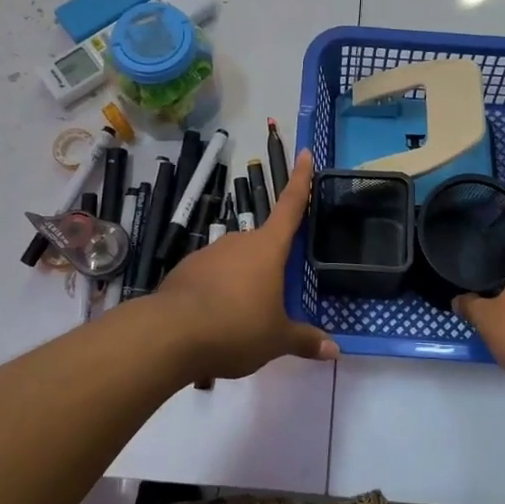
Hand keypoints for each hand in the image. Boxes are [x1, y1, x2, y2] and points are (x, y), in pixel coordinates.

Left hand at [152, 149, 338, 379]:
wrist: (170, 334)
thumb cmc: (236, 327)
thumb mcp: (276, 340)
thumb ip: (304, 340)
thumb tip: (335, 351)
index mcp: (268, 248)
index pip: (291, 206)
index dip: (301, 180)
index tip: (306, 152)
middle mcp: (239, 241)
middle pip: (263, 244)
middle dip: (270, 265)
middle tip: (274, 298)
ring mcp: (209, 252)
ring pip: (235, 262)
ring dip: (241, 283)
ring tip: (242, 322)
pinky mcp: (185, 269)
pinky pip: (211, 277)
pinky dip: (217, 293)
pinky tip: (215, 321)